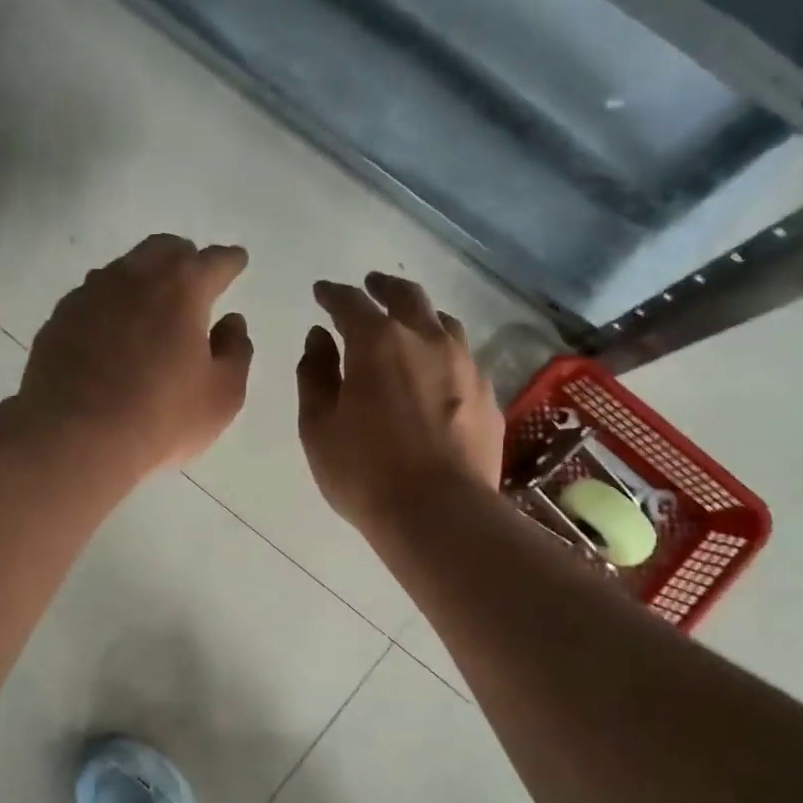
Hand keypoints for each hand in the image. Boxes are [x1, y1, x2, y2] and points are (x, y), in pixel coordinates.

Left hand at [16, 234, 252, 477]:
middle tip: (195, 281)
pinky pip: (94, 297)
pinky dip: (112, 305)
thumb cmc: (161, 418)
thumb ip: (235, 351)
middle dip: (185, 259)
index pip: (214, 260)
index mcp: (182, 288)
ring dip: (145, 279)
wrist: (74, 439)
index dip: (230, 261)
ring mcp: (90, 294)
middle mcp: (134, 277)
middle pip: (164, 249)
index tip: (237, 261)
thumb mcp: (222, 395)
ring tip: (152, 307)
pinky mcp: (60, 318)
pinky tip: (113, 333)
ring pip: (125, 269)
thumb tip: (231, 322)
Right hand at [296, 272, 504, 531]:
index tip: (322, 293)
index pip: (351, 302)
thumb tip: (319, 337)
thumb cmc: (365, 472)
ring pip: (443, 322)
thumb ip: (315, 374)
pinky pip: (463, 359)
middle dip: (383, 287)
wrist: (440, 514)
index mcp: (378, 342)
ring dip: (420, 316)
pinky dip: (443, 353)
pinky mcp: (487, 395)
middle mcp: (427, 340)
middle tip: (370, 287)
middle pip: (406, 296)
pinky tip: (437, 372)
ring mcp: (465, 365)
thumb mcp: (319, 426)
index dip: (333, 294)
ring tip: (408, 325)